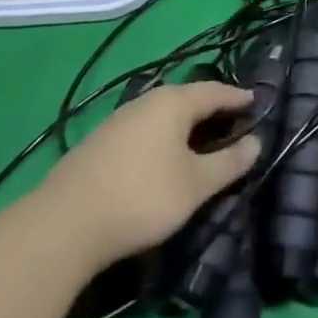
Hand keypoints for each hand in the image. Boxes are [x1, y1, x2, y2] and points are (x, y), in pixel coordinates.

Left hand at [40, 81, 261, 265]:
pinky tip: (161, 158)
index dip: (238, 97)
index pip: (215, 91)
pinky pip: (144, 130)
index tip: (256, 102)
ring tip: (200, 142)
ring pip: (163, 115)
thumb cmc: (141, 197)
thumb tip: (256, 142)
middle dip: (211, 110)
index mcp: (174, 102)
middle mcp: (147, 101)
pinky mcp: (99, 144)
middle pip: (188, 99)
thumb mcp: (194, 186)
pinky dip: (162, 138)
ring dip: (185, 126)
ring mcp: (119, 121)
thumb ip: (228, 163)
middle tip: (232, 123)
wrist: (61, 226)